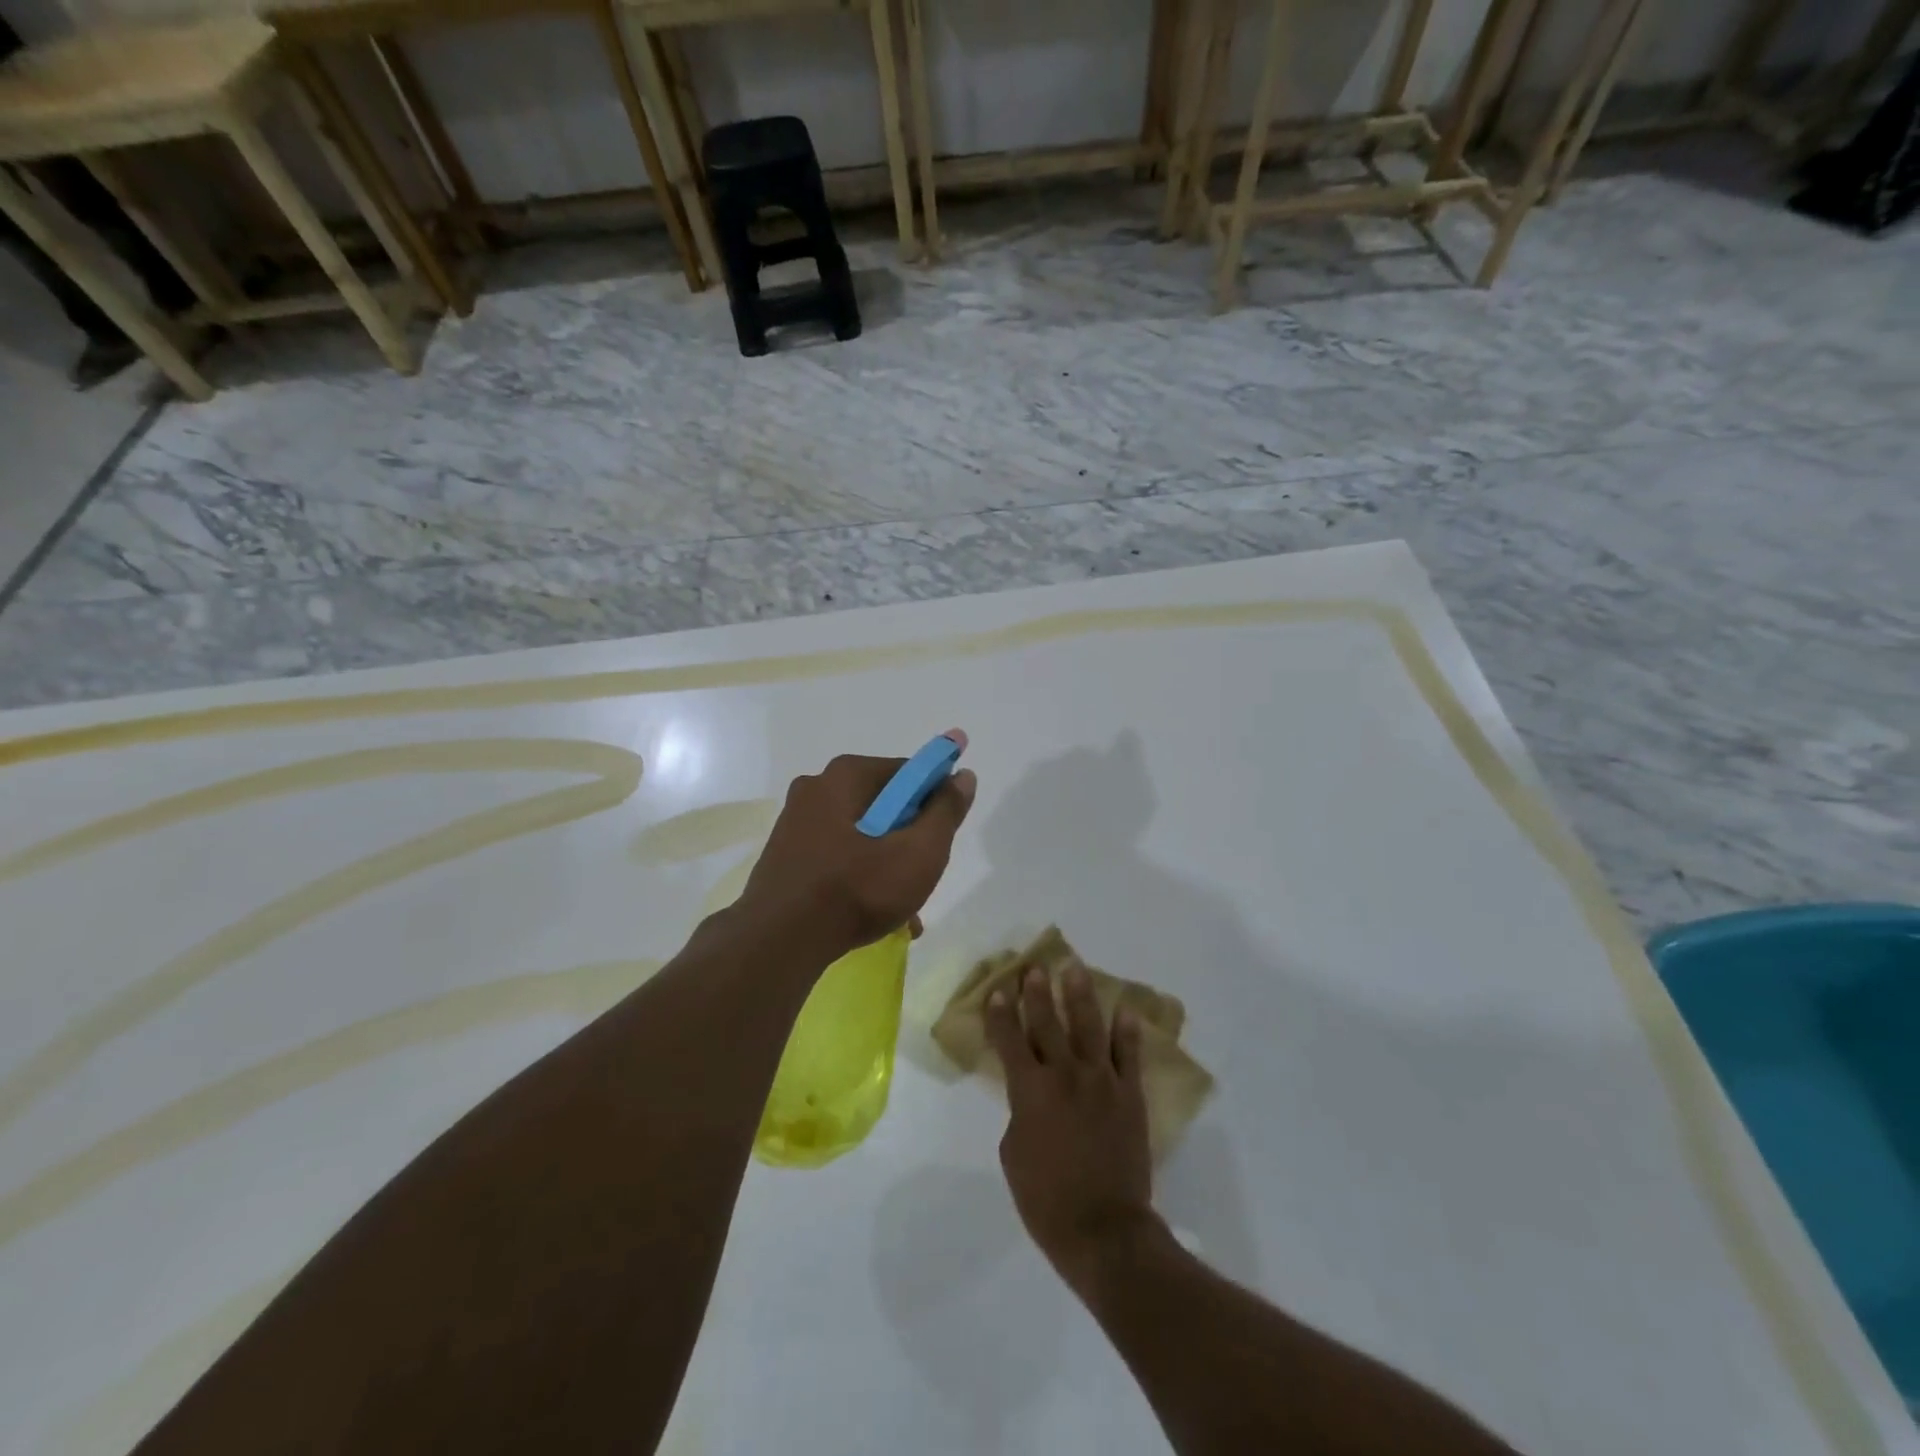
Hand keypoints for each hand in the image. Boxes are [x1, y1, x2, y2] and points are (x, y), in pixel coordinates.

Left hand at [737, 749, 976, 960]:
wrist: (779, 942)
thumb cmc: (857, 889)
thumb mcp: (919, 852)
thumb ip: (946, 811)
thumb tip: (963, 775)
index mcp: (846, 775)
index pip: (908, 773)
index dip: (934, 800)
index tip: (942, 836)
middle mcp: (816, 788)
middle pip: (884, 805)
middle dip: (909, 839)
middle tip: (923, 876)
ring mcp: (795, 822)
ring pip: (861, 835)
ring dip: (887, 864)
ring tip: (903, 909)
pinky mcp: (785, 855)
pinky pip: (836, 856)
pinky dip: (859, 876)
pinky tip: (873, 914)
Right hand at [987, 963, 1156, 1299]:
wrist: (1104, 1229)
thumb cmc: (1046, 1200)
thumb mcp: (1013, 1155)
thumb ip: (1019, 1113)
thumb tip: (1031, 1096)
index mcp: (1030, 1091)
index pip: (1011, 1041)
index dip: (1002, 1014)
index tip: (998, 990)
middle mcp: (1064, 1075)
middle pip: (1048, 1024)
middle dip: (1038, 993)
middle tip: (1035, 968)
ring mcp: (1102, 1082)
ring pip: (1089, 1027)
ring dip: (1080, 996)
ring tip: (1075, 969)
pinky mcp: (1130, 1096)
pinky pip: (1129, 1055)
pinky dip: (1127, 1031)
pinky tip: (1125, 1010)